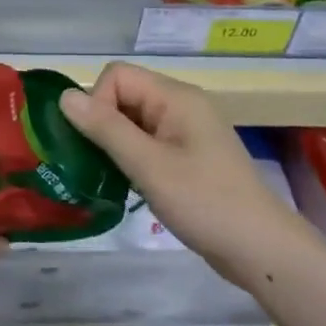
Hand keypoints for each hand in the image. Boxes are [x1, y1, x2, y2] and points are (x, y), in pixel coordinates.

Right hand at [58, 62, 317, 289]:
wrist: (261, 250)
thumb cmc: (205, 203)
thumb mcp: (149, 165)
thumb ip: (106, 128)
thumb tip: (64, 96)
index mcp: (176, 97)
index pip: (117, 76)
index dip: (98, 103)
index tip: (99, 144)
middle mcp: (181, 105)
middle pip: (124, 95)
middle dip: (103, 125)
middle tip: (99, 165)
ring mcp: (186, 132)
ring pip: (132, 121)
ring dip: (115, 145)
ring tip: (112, 178)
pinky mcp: (188, 157)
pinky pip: (147, 143)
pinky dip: (131, 158)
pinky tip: (130, 186)